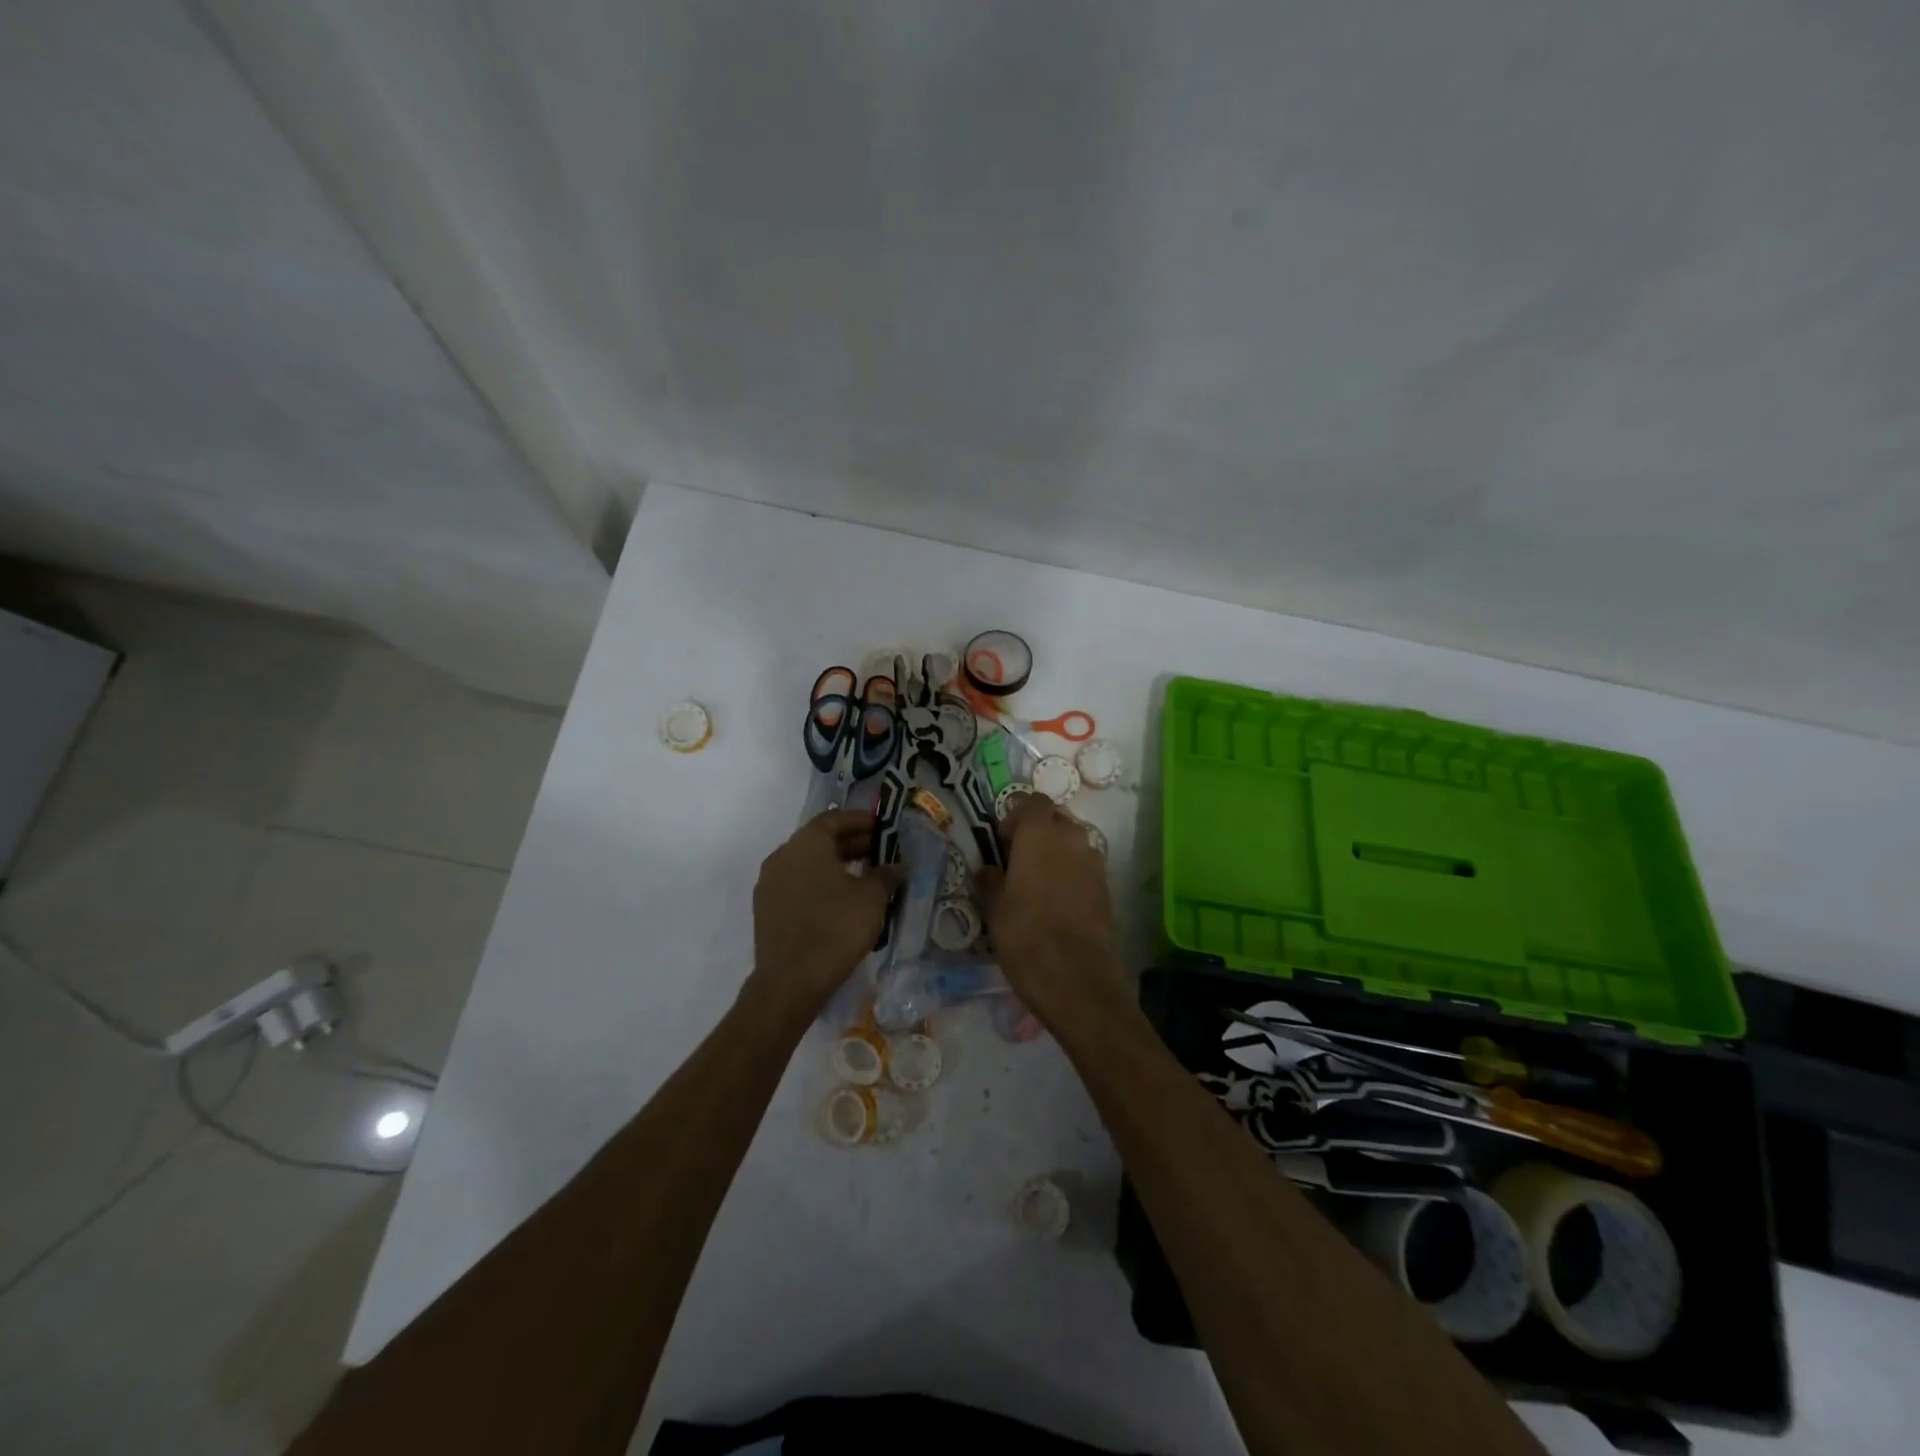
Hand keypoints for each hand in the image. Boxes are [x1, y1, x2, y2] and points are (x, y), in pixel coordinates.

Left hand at [750, 809, 902, 1017]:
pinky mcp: (766, 910)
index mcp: (805, 844)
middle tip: (879, 853)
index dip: (860, 820)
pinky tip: (841, 901)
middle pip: (819, 840)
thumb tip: (896, 867)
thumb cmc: (836, 927)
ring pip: (807, 864)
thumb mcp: (872, 897)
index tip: (882, 827)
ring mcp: (769, 884)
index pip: (833, 818)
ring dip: (835, 865)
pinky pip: (797, 885)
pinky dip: (819, 885)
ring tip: (864, 878)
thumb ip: (885, 875)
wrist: (791, 980)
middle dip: (850, 843)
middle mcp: (782, 856)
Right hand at [974, 795, 1129, 1022]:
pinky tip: (1058, 902)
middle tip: (1019, 860)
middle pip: (1056, 819)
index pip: (1033, 802)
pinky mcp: (1107, 887)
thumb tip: (987, 871)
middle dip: (1038, 832)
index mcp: (1040, 833)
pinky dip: (1071, 874)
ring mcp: (1094, 861)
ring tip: (1038, 883)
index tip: (1003, 841)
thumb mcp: (995, 908)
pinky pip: (1085, 866)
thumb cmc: (1025, 935)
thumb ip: (990, 880)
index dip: (1016, 816)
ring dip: (1057, 853)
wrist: (1076, 977)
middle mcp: (1072, 837)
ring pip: (1073, 842)